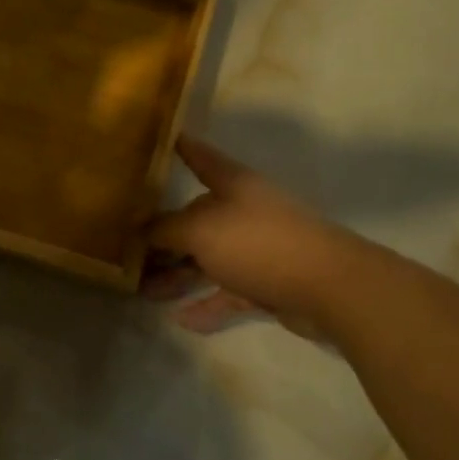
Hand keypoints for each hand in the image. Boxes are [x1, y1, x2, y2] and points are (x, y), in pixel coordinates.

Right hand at [144, 136, 346, 334]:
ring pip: (209, 260)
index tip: (169, 139)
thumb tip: (141, 229)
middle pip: (197, 219)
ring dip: (178, 276)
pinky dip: (207, 305)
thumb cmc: (259, 243)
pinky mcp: (268, 283)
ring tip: (145, 293)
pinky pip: (229, 292)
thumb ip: (166, 229)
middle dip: (163, 236)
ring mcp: (258, 249)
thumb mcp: (200, 231)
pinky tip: (183, 321)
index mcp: (233, 186)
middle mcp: (244, 212)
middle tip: (129, 253)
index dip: (186, 149)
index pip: (203, 159)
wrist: (329, 287)